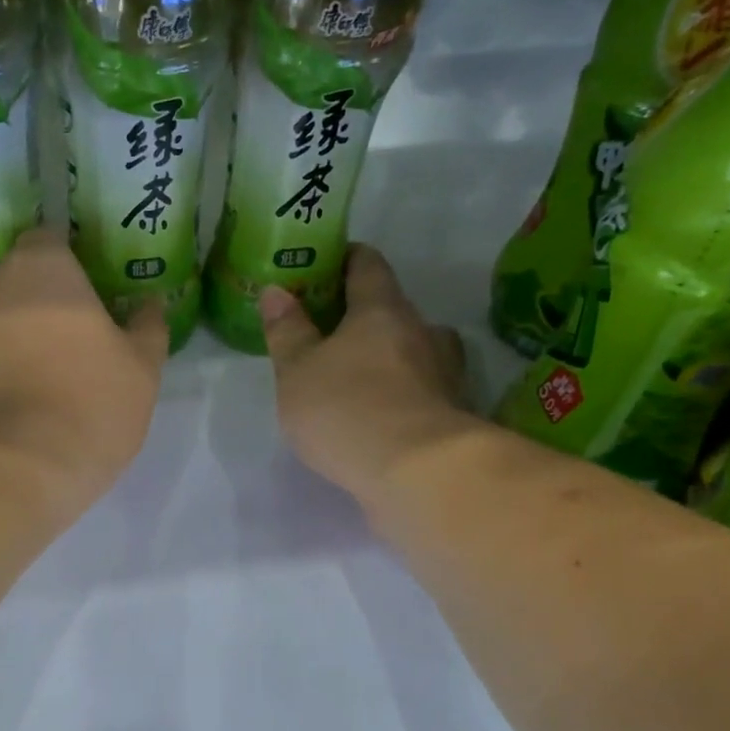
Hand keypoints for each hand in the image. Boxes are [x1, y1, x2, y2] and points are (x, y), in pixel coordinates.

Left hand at [0, 226, 166, 520]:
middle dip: (42, 296)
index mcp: (42, 267)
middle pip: (18, 278)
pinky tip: (26, 395)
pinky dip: (1, 365)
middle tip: (75, 331)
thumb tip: (149, 305)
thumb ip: (148, 328)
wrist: (12, 467)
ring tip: (51, 369)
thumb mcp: (141, 368)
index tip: (93, 290)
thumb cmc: (89, 402)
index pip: (51, 240)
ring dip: (19, 332)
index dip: (73, 262)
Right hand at [261, 244, 476, 506]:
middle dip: (362, 316)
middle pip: (392, 309)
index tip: (327, 261)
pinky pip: (422, 389)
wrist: (416, 472)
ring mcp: (444, 372)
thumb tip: (276, 290)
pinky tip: (381, 413)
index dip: (347, 258)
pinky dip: (402, 392)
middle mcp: (422, 331)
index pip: (367, 265)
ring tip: (357, 376)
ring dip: (388, 355)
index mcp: (382, 310)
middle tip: (329, 333)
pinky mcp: (453, 412)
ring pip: (413, 350)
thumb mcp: (297, 371)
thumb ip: (287, 331)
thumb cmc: (346, 408)